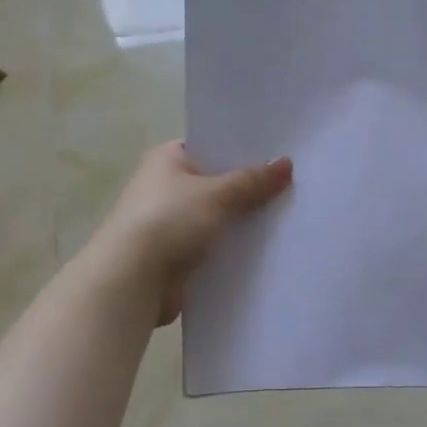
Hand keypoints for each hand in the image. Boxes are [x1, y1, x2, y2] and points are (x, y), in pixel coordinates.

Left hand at [91, 142, 293, 324]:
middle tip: (294, 185)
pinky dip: (234, 247)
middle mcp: (167, 186)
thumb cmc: (169, 221)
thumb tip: (286, 163)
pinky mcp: (179, 254)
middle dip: (249, 188)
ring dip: (244, 220)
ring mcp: (172, 222)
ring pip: (219, 216)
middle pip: (218, 182)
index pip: (211, 146)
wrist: (132, 280)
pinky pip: (215, 245)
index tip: (279, 154)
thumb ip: (252, 180)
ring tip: (290, 215)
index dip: (243, 150)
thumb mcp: (216, 194)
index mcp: (168, 159)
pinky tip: (268, 248)